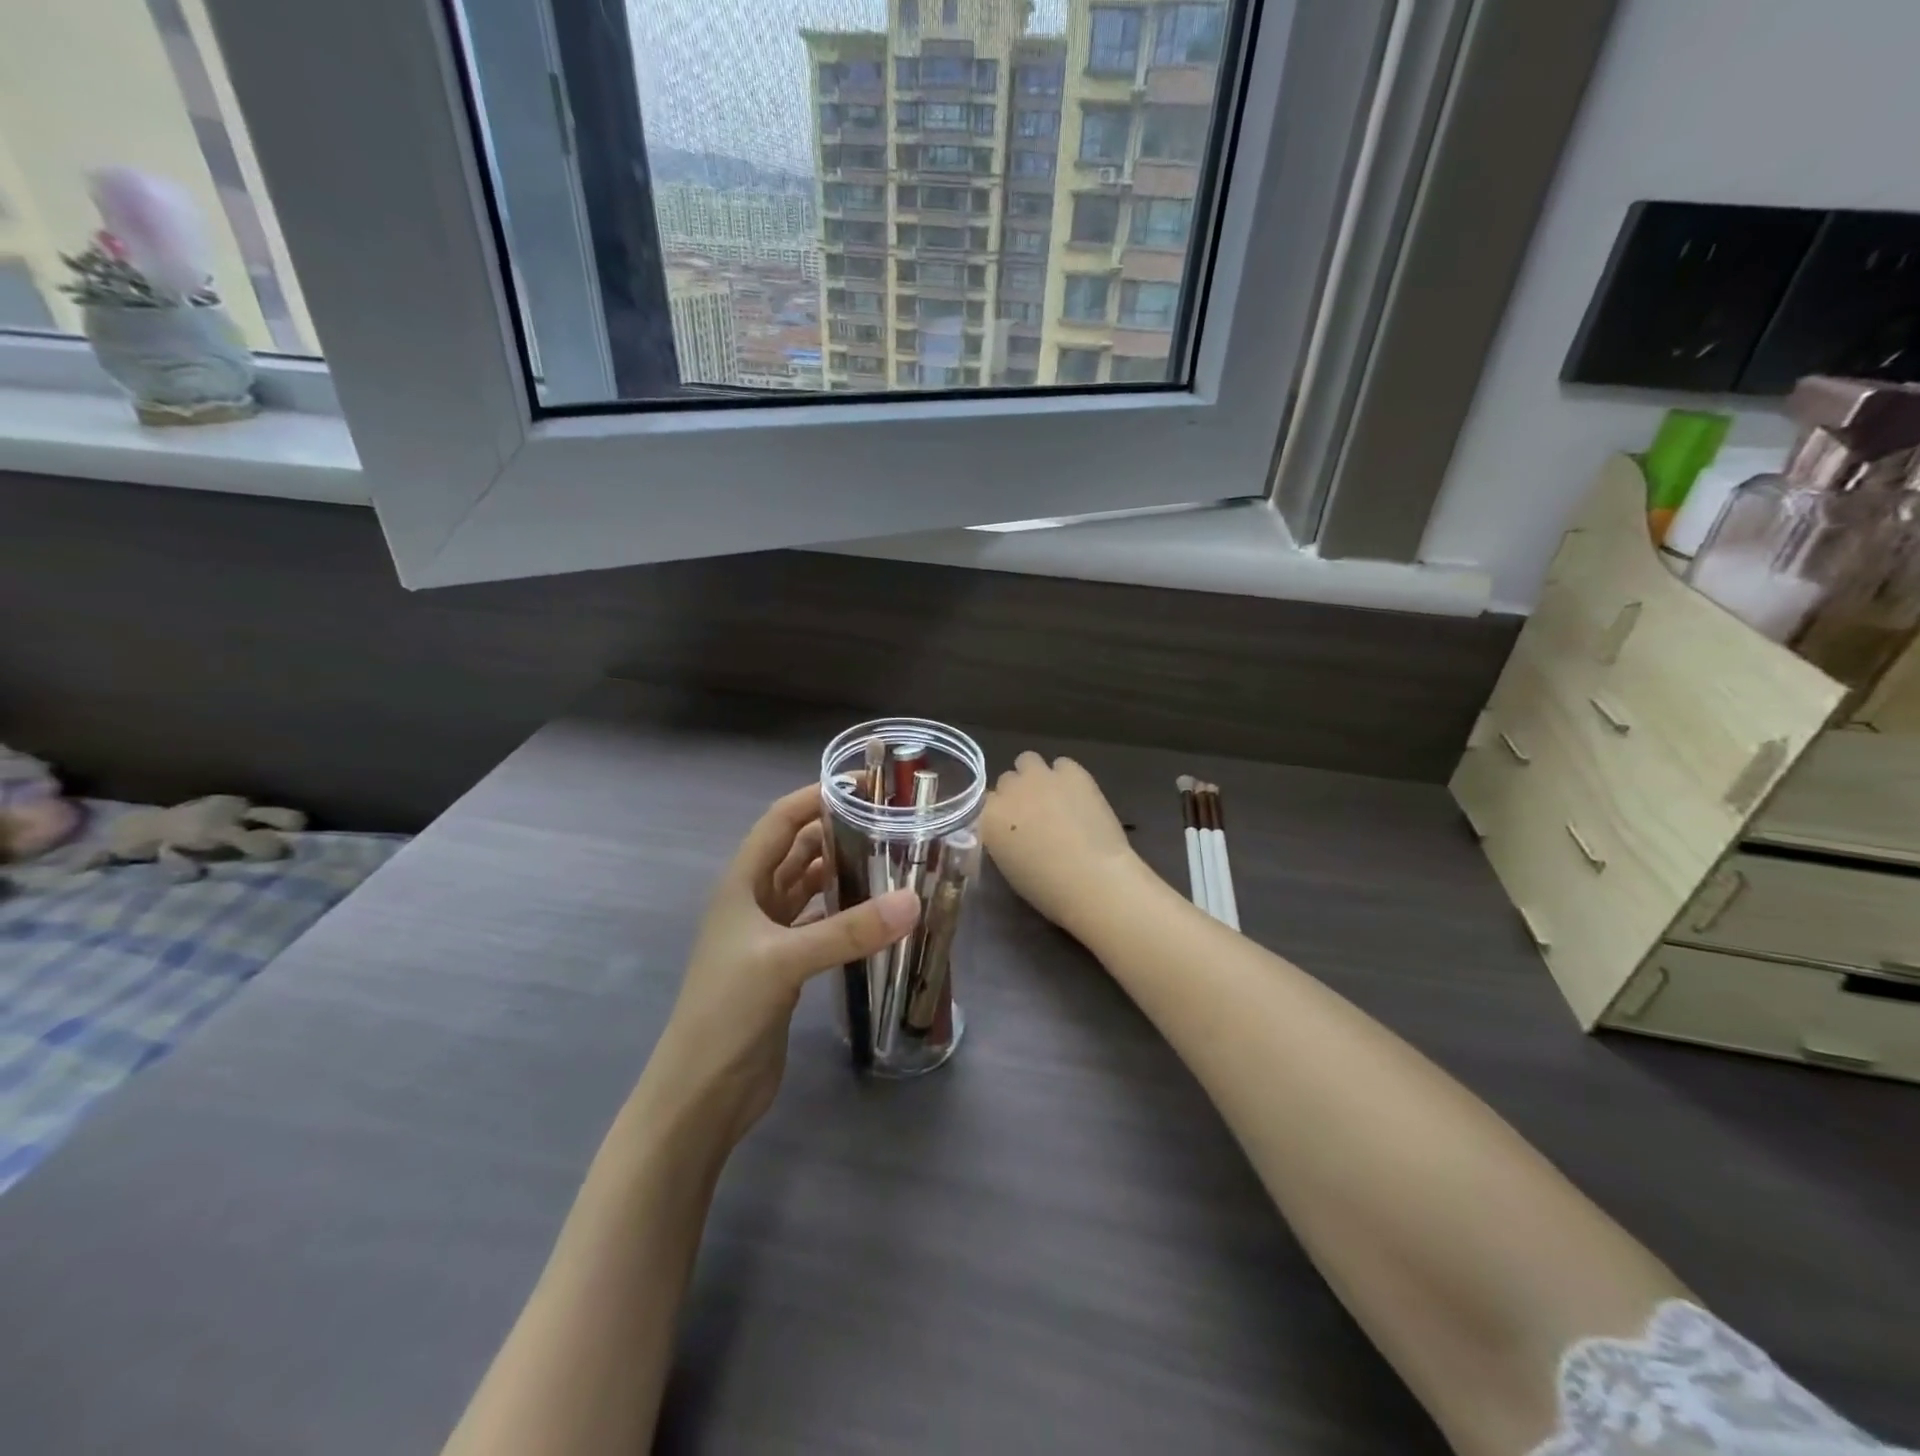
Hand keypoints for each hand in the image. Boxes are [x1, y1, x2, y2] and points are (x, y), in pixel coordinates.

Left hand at [644, 785, 919, 1145]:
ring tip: (891, 860)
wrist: (702, 1092)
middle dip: (837, 832)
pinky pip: (819, 924)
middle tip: (890, 824)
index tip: (862, 787)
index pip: (780, 822)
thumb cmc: (727, 1011)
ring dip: (842, 872)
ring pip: (810, 888)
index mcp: (742, 884)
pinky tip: (876, 913)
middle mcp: (754, 902)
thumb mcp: (785, 961)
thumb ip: (849, 930)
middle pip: (797, 851)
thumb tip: (913, 901)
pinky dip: (845, 913)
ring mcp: (769, 936)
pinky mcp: (784, 967)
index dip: (814, 797)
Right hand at [981, 753, 1148, 937]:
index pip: (986, 803)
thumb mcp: (1009, 867)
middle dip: (1017, 792)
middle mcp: (1009, 790)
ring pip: (1027, 760)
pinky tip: (1077, 794)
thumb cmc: (1048, 888)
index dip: (1001, 813)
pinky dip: (1066, 775)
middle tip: (1034, 812)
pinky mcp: (1072, 772)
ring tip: (1053, 796)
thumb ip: (1003, 840)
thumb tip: (1010, 831)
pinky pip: (1062, 764)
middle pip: (1007, 780)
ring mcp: (1041, 777)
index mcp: (989, 818)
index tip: (1012, 826)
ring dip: (1036, 775)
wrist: (1093, 878)